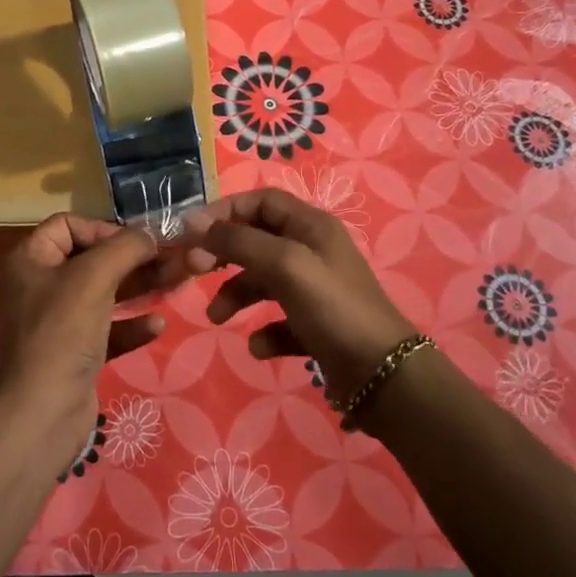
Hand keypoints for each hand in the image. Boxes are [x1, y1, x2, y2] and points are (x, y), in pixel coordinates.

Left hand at [0, 214, 179, 447]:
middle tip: (173, 260)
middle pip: (92, 259)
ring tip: (177, 283)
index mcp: (31, 260)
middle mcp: (41, 286)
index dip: (102, 228)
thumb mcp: (94, 277)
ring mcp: (58, 322)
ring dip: (139, 287)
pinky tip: (158, 325)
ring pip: (105, 294)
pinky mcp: (74, 353)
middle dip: (133, 258)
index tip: (135, 243)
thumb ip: (125, 248)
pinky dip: (131, 324)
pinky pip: (108, 329)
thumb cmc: (63, 332)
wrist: (43, 413)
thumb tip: (150, 235)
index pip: (67, 225)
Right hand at [184, 189, 416, 404]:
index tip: (192, 232)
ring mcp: (315, 289)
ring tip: (217, 317)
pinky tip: (261, 347)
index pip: (261, 201)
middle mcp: (313, 250)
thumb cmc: (332, 307)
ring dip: (236, 295)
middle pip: (257, 239)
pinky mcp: (316, 325)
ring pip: (263, 281)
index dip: (225, 211)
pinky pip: (279, 320)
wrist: (382, 375)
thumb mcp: (284, 265)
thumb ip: (238, 241)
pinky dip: (265, 331)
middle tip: (194, 269)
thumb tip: (195, 224)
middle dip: (224, 254)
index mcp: (311, 226)